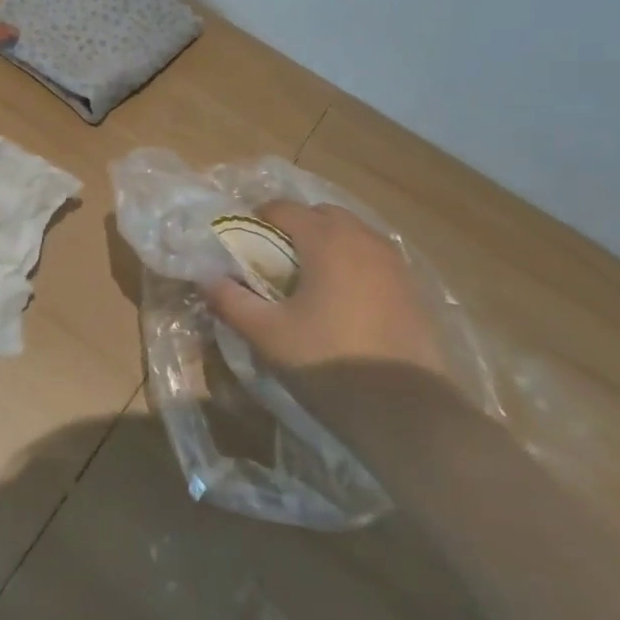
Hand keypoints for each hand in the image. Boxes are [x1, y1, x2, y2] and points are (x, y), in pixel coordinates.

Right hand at [205, 202, 441, 375]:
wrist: (406, 410)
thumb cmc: (328, 361)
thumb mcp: (266, 334)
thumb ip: (231, 301)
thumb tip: (208, 280)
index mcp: (326, 239)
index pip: (282, 208)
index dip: (256, 221)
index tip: (241, 247)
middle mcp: (363, 238)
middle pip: (320, 214)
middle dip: (293, 228)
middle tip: (272, 263)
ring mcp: (393, 262)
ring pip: (350, 234)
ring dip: (324, 244)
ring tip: (306, 282)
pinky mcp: (411, 287)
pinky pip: (371, 258)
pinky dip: (350, 264)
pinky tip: (339, 301)